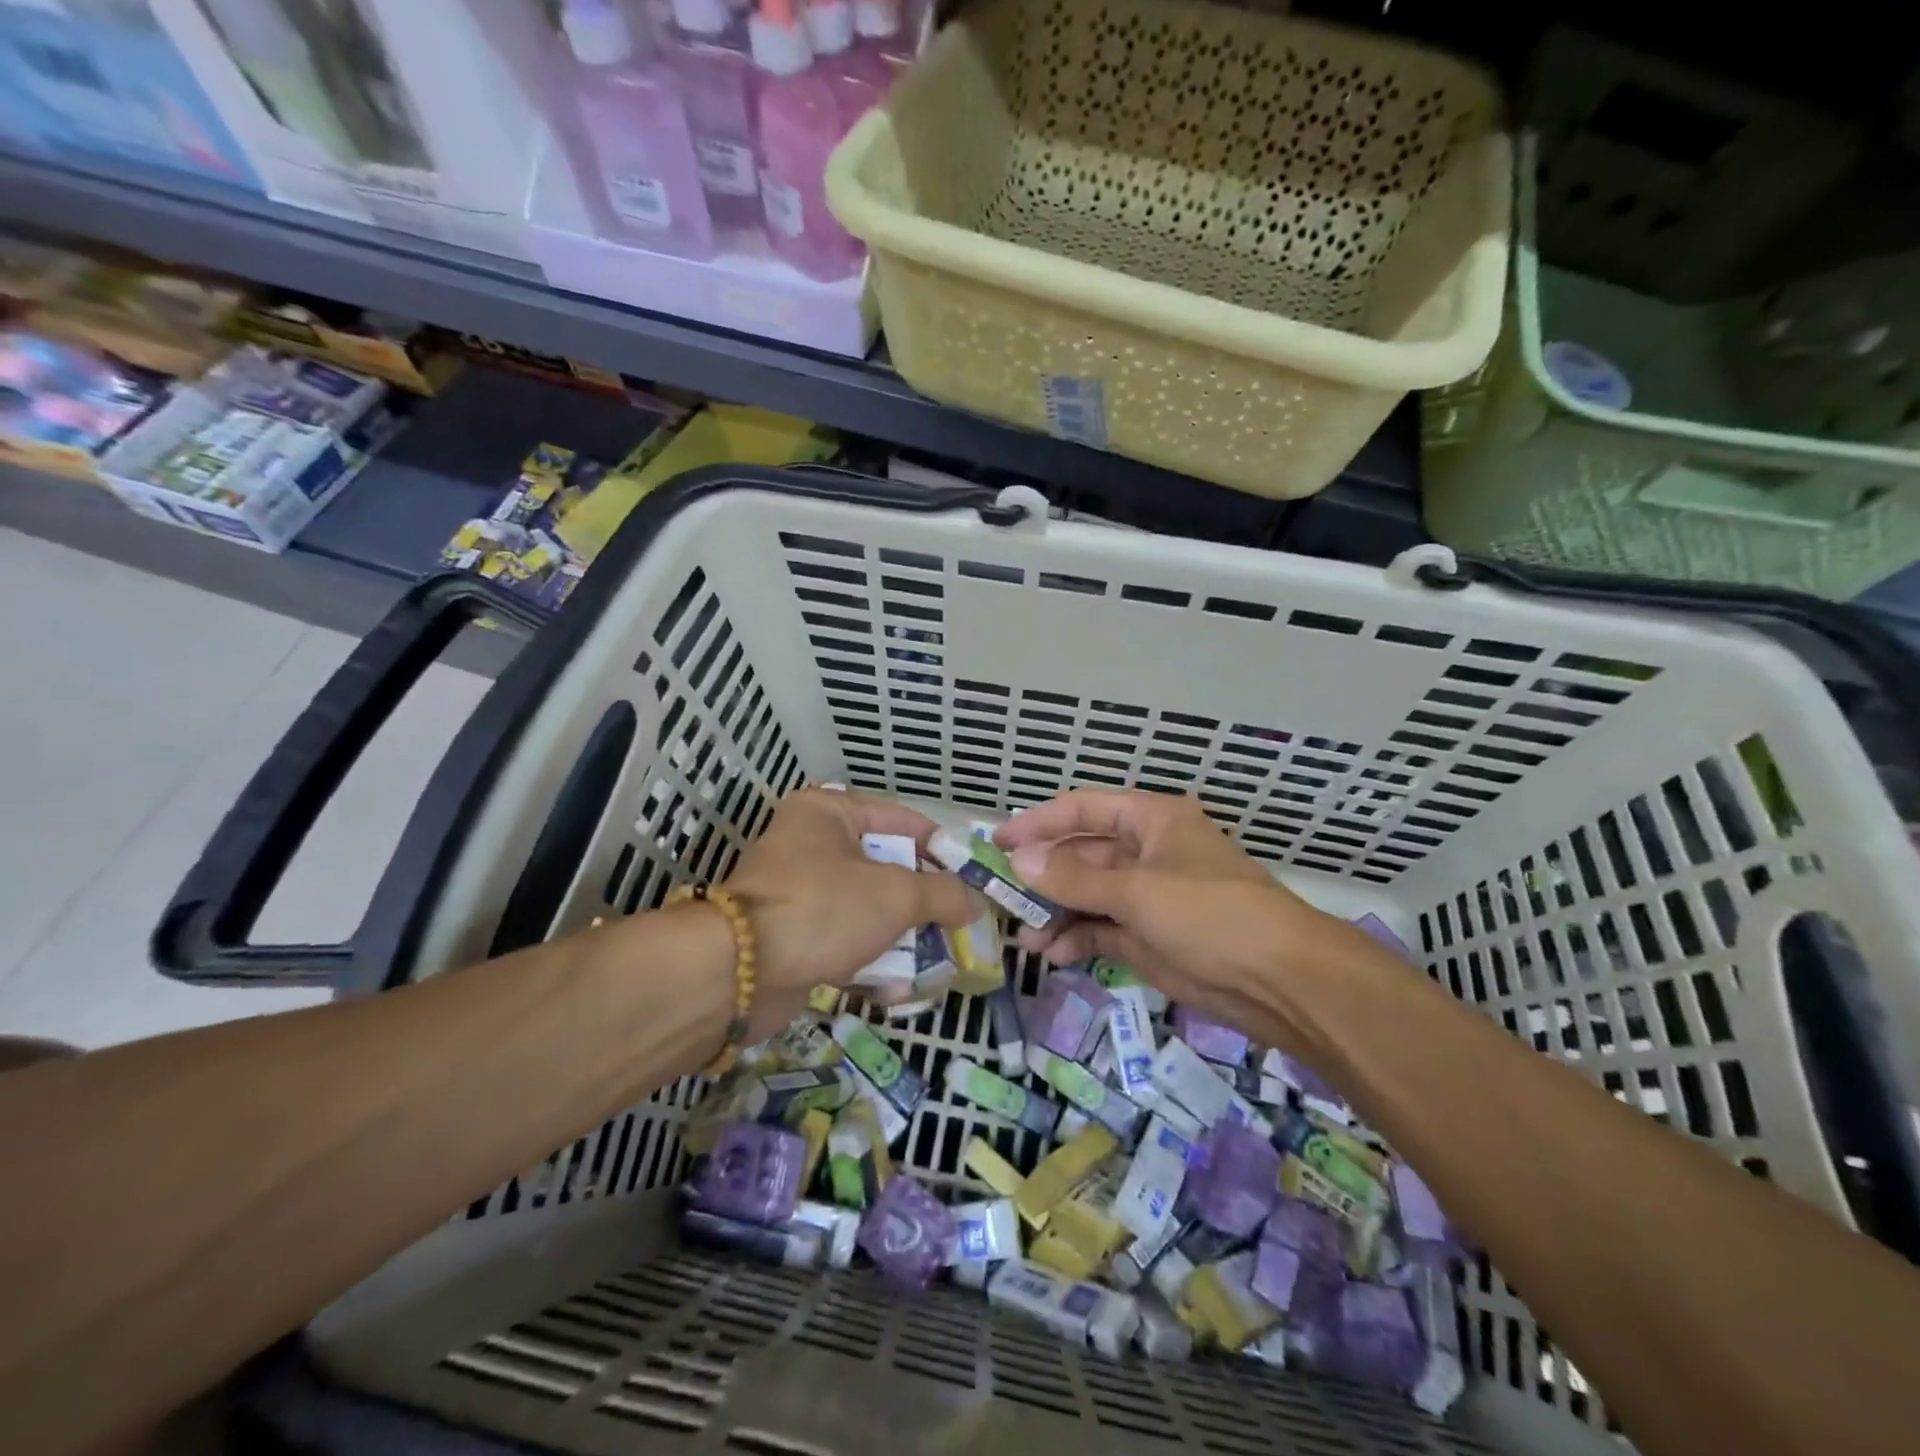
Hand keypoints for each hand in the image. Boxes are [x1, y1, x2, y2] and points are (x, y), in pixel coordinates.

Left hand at [723, 787, 982, 1034]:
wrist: (738, 974)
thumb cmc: (822, 908)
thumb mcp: (895, 895)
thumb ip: (943, 894)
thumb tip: (976, 902)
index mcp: (829, 813)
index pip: (901, 821)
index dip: (941, 849)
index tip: (973, 879)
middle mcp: (811, 844)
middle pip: (886, 869)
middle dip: (923, 903)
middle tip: (959, 926)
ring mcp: (799, 893)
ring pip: (867, 910)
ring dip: (901, 938)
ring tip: (937, 962)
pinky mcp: (793, 936)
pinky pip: (844, 942)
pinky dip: (870, 962)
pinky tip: (897, 990)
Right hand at [995, 789, 1343, 1038]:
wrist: (1280, 981)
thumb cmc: (1211, 913)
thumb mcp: (1138, 890)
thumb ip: (1074, 877)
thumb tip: (1018, 859)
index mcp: (1150, 821)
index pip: (1083, 810)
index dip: (1039, 822)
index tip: (997, 842)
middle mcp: (1146, 853)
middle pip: (1081, 854)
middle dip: (1043, 875)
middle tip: (1000, 895)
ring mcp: (1147, 897)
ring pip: (1087, 896)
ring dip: (1056, 912)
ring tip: (1025, 935)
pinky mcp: (1149, 938)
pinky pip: (1100, 930)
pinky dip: (1076, 940)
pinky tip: (1052, 954)